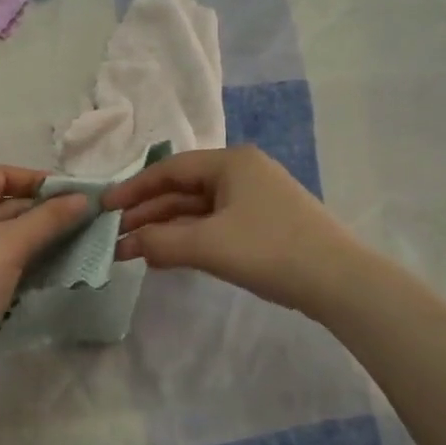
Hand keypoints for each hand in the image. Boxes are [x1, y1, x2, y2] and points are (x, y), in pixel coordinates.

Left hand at [0, 167, 90, 380]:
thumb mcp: (11, 245)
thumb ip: (48, 218)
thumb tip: (83, 198)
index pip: (1, 175)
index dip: (38, 181)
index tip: (73, 193)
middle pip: (2, 200)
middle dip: (40, 209)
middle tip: (79, 216)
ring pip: (2, 227)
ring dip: (35, 231)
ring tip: (74, 235)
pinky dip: (22, 250)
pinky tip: (51, 256)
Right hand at [104, 147, 350, 312]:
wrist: (340, 281)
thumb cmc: (269, 250)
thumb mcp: (207, 245)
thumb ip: (160, 241)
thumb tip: (128, 244)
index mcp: (230, 163)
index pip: (169, 169)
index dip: (133, 188)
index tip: (105, 208)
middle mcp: (242, 173)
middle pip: (182, 189)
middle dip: (147, 214)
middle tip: (115, 237)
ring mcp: (255, 199)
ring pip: (197, 210)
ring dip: (165, 230)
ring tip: (133, 252)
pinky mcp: (263, 225)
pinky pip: (213, 225)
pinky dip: (188, 239)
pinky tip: (166, 257)